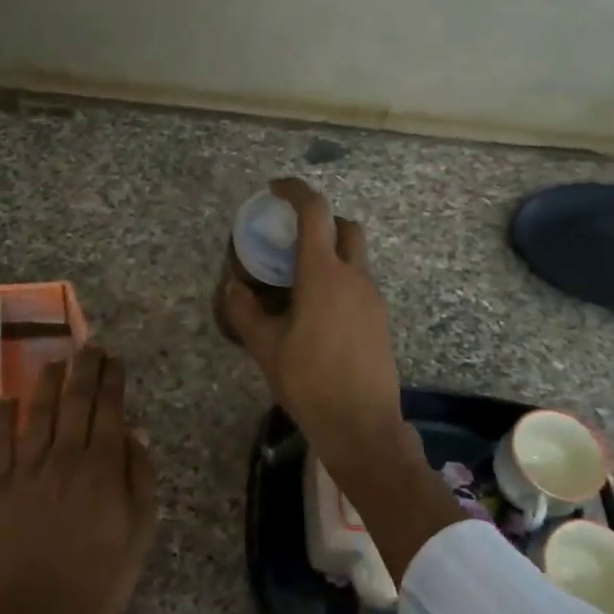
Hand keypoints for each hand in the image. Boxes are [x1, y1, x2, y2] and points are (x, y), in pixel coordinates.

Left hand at [0, 345, 156, 613]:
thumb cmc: (102, 575)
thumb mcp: (141, 528)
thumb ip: (139, 475)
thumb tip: (130, 434)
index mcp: (103, 467)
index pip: (108, 407)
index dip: (111, 378)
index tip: (113, 358)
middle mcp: (65, 457)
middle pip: (75, 400)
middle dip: (84, 368)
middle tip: (89, 346)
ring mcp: (27, 470)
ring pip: (38, 412)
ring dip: (48, 382)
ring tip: (56, 360)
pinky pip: (0, 442)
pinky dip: (4, 416)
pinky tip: (9, 397)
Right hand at [220, 179, 465, 582]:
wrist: (362, 425)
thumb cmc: (310, 382)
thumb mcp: (266, 348)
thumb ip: (245, 312)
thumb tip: (232, 287)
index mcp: (323, 274)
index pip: (315, 212)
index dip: (295, 191)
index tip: (275, 188)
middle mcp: (354, 277)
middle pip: (345, 227)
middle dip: (321, 221)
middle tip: (293, 238)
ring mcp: (373, 298)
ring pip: (355, 258)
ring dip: (331, 254)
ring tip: (299, 282)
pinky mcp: (381, 320)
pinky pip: (360, 285)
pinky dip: (340, 281)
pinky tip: (319, 314)